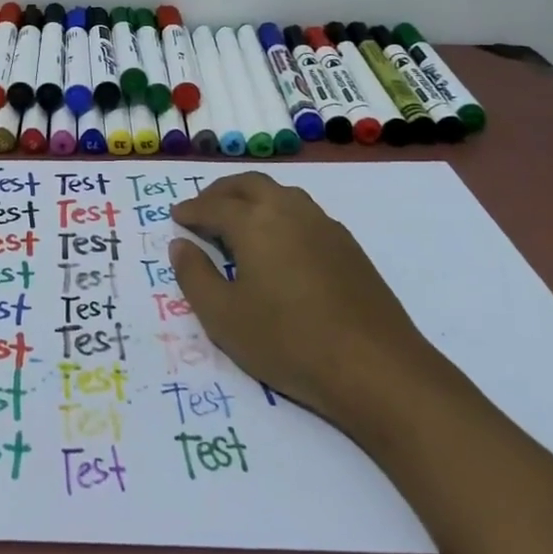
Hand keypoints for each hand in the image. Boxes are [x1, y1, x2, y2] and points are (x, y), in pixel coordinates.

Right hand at [171, 172, 452, 439]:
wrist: (376, 368)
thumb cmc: (288, 341)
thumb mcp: (223, 317)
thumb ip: (194, 275)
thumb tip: (180, 244)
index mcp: (254, 222)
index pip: (213, 206)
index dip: (191, 210)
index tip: (176, 216)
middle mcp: (288, 211)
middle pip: (248, 184)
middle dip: (220, 192)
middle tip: (202, 208)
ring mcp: (323, 225)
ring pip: (280, 193)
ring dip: (252, 197)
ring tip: (238, 219)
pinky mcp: (348, 245)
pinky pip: (303, 211)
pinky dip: (279, 213)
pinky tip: (279, 242)